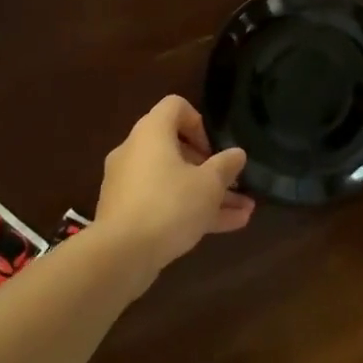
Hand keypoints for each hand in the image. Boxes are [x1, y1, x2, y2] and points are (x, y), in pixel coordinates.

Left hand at [95, 96, 254, 277]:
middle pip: (176, 148)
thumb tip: (237, 154)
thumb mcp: (209, 185)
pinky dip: (187, 211)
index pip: (175, 106)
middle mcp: (135, 151)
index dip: (199, 123)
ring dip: (206, 194)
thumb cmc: (169, 205)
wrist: (120, 256)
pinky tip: (221, 229)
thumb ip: (226, 166)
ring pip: (173, 181)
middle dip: (210, 169)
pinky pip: (161, 203)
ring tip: (243, 213)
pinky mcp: (124, 213)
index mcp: (152, 132)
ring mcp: (126, 184)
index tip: (213, 149)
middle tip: (233, 185)